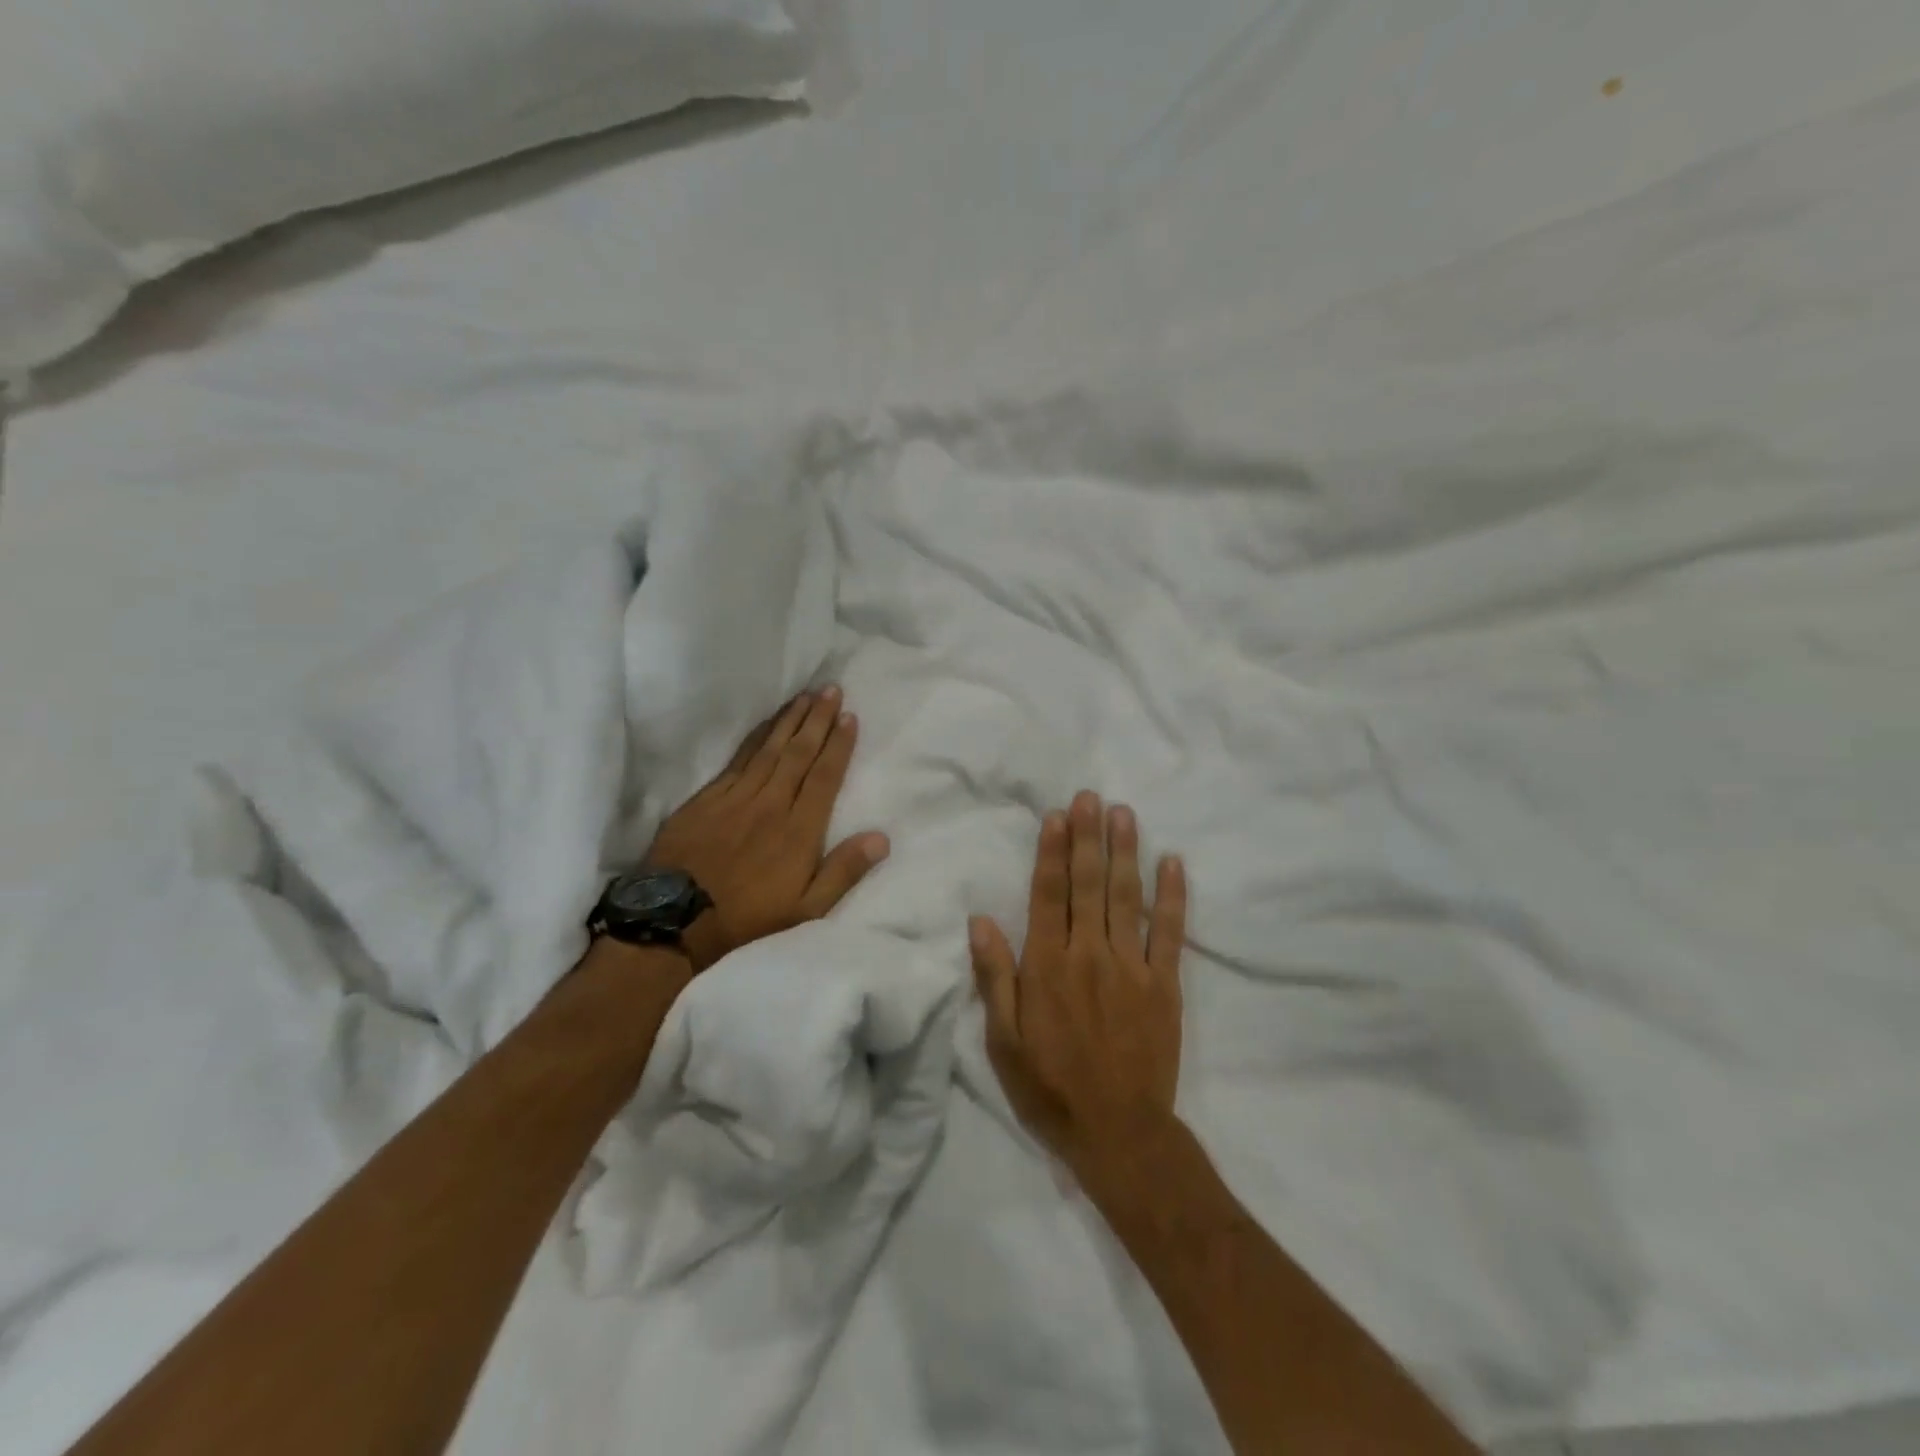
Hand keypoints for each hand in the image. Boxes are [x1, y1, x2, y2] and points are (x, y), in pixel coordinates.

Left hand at [644, 687, 889, 972]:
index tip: (849, 716)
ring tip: (805, 696)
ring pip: (769, 749)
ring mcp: (736, 797)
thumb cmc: (749, 917)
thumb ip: (844, 871)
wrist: (676, 919)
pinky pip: (738, 759)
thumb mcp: (807, 908)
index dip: (838, 745)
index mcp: (799, 829)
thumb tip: (882, 838)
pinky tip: (766, 725)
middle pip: (798, 753)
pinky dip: (755, 737)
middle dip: (817, 719)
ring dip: (789, 720)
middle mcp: (771, 804)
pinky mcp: (708, 799)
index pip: (824, 776)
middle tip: (830, 689)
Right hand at [969, 791, 1187, 1172]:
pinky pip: (1170, 932)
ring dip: (1125, 852)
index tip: (1056, 816)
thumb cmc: (1051, 1087)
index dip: (1052, 852)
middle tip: (1090, 797)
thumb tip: (980, 921)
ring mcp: (1132, 967)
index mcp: (1047, 966)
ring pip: (1127, 898)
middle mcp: (1089, 954)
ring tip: (1124, 814)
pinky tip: (1173, 863)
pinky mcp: (1165, 985)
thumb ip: (994, 977)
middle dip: (1088, 837)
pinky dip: (1173, 897)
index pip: (1048, 895)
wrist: (1119, 1133)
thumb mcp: (1003, 1041)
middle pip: (1088, 885)